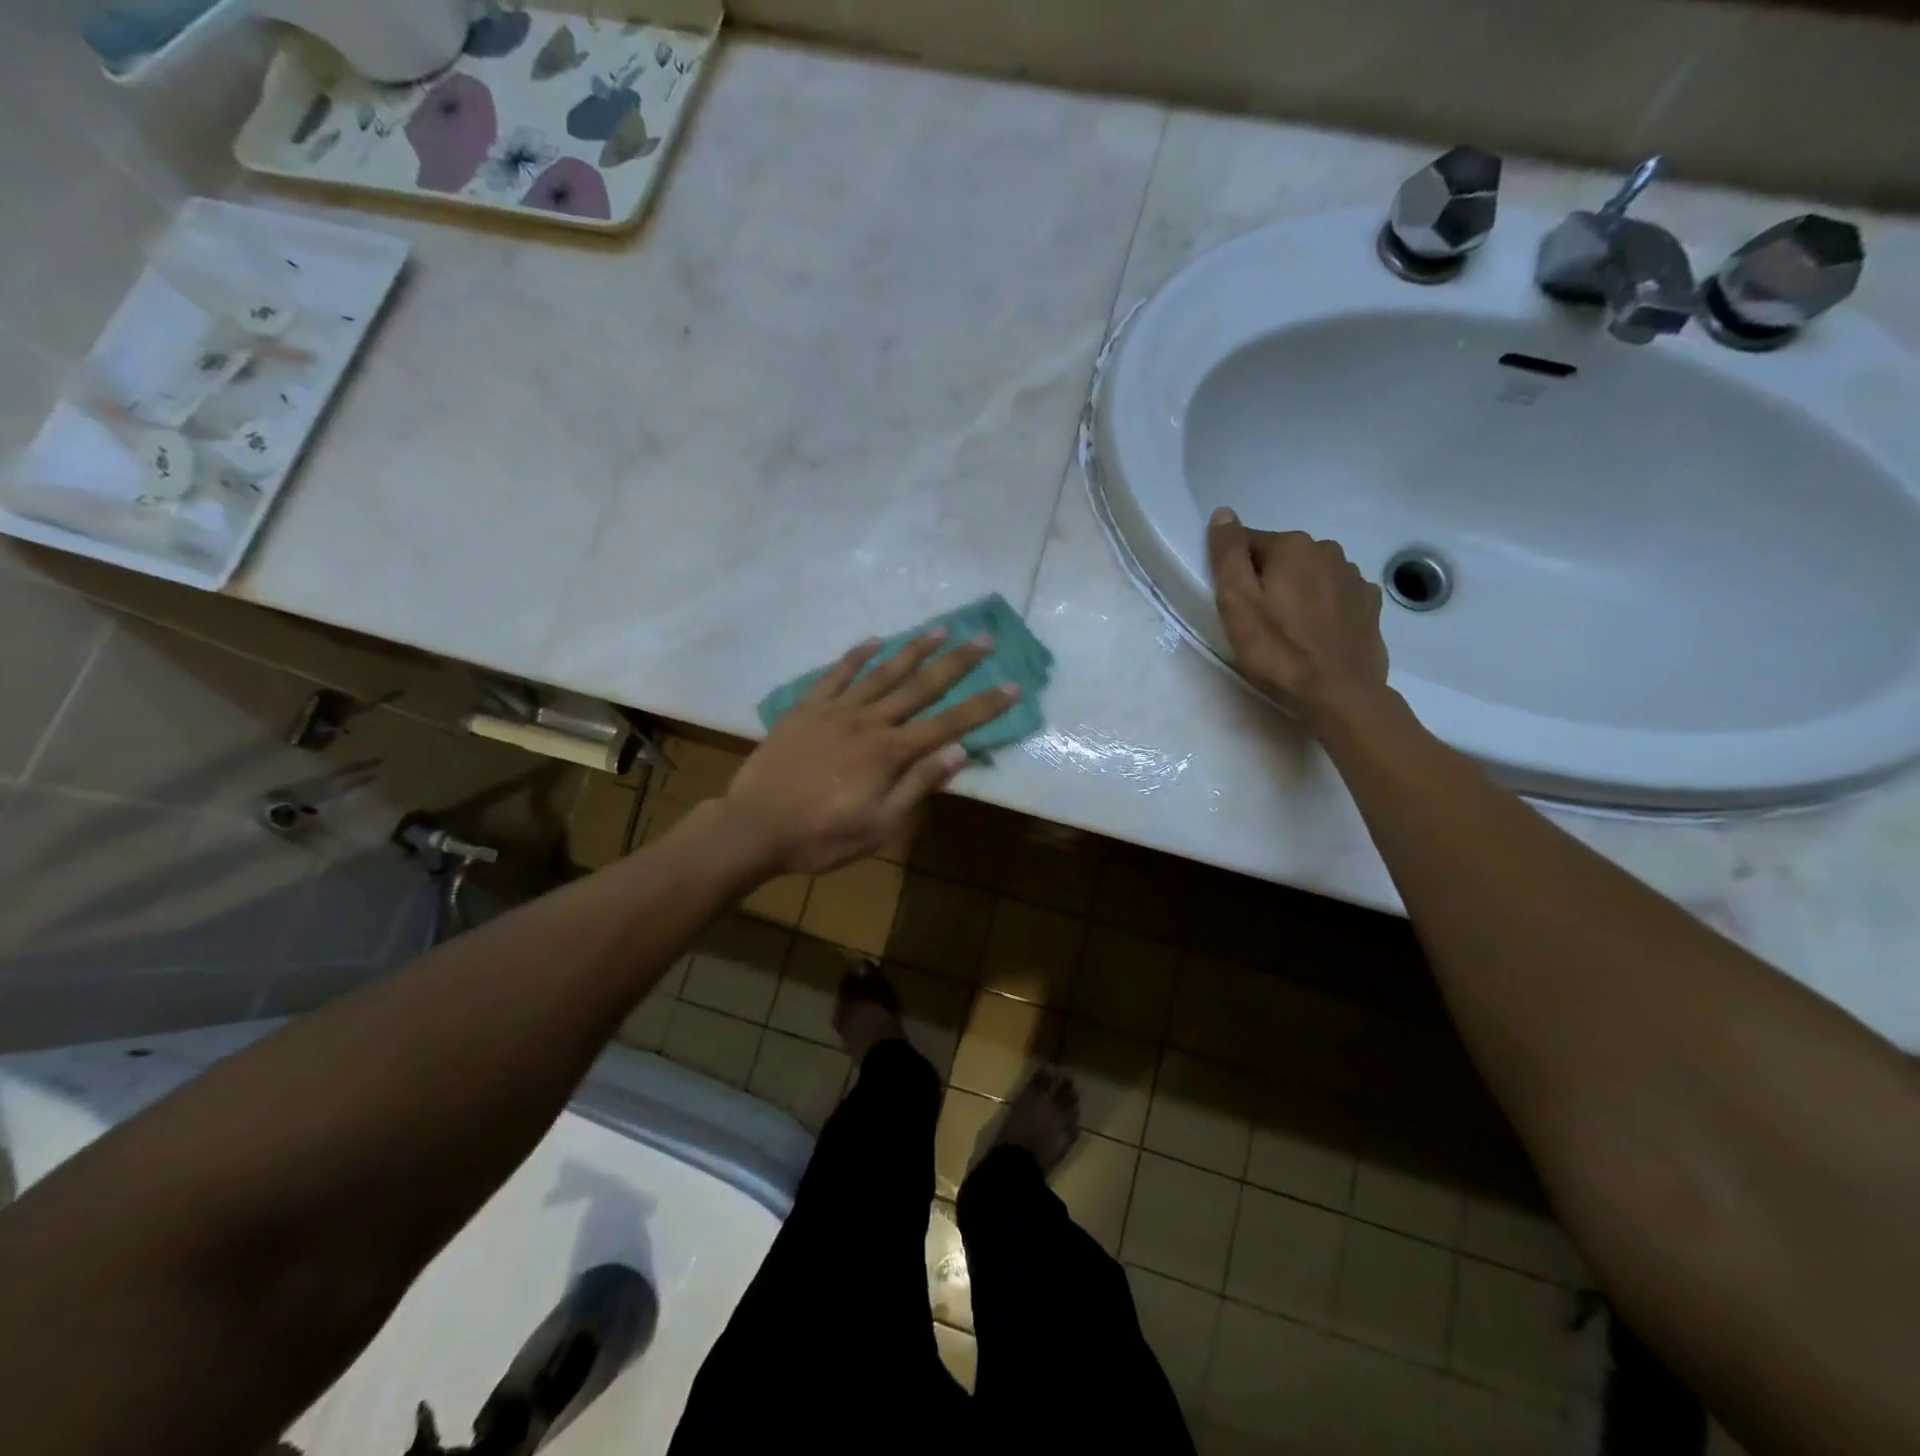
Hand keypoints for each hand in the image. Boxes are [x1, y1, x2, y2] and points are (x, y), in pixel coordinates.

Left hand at [722, 631, 1018, 875]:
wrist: (754, 827)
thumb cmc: (822, 836)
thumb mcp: (880, 826)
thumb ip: (919, 785)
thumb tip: (960, 750)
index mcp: (890, 752)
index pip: (948, 723)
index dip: (983, 705)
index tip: (1012, 685)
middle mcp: (869, 722)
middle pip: (920, 687)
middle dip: (956, 663)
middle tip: (984, 639)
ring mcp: (835, 711)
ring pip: (882, 673)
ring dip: (914, 650)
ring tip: (940, 630)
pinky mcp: (806, 709)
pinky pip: (836, 675)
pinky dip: (856, 656)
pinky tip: (874, 641)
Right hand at [1206, 507, 1391, 733]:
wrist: (1339, 694)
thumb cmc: (1278, 650)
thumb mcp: (1237, 603)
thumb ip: (1228, 555)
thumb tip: (1223, 513)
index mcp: (1293, 546)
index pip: (1248, 542)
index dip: (1234, 571)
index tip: (1232, 603)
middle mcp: (1328, 550)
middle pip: (1282, 557)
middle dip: (1267, 579)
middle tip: (1257, 620)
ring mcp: (1354, 577)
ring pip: (1311, 575)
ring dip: (1296, 592)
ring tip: (1287, 629)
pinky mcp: (1370, 605)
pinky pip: (1335, 595)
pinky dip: (1323, 606)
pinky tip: (1315, 633)